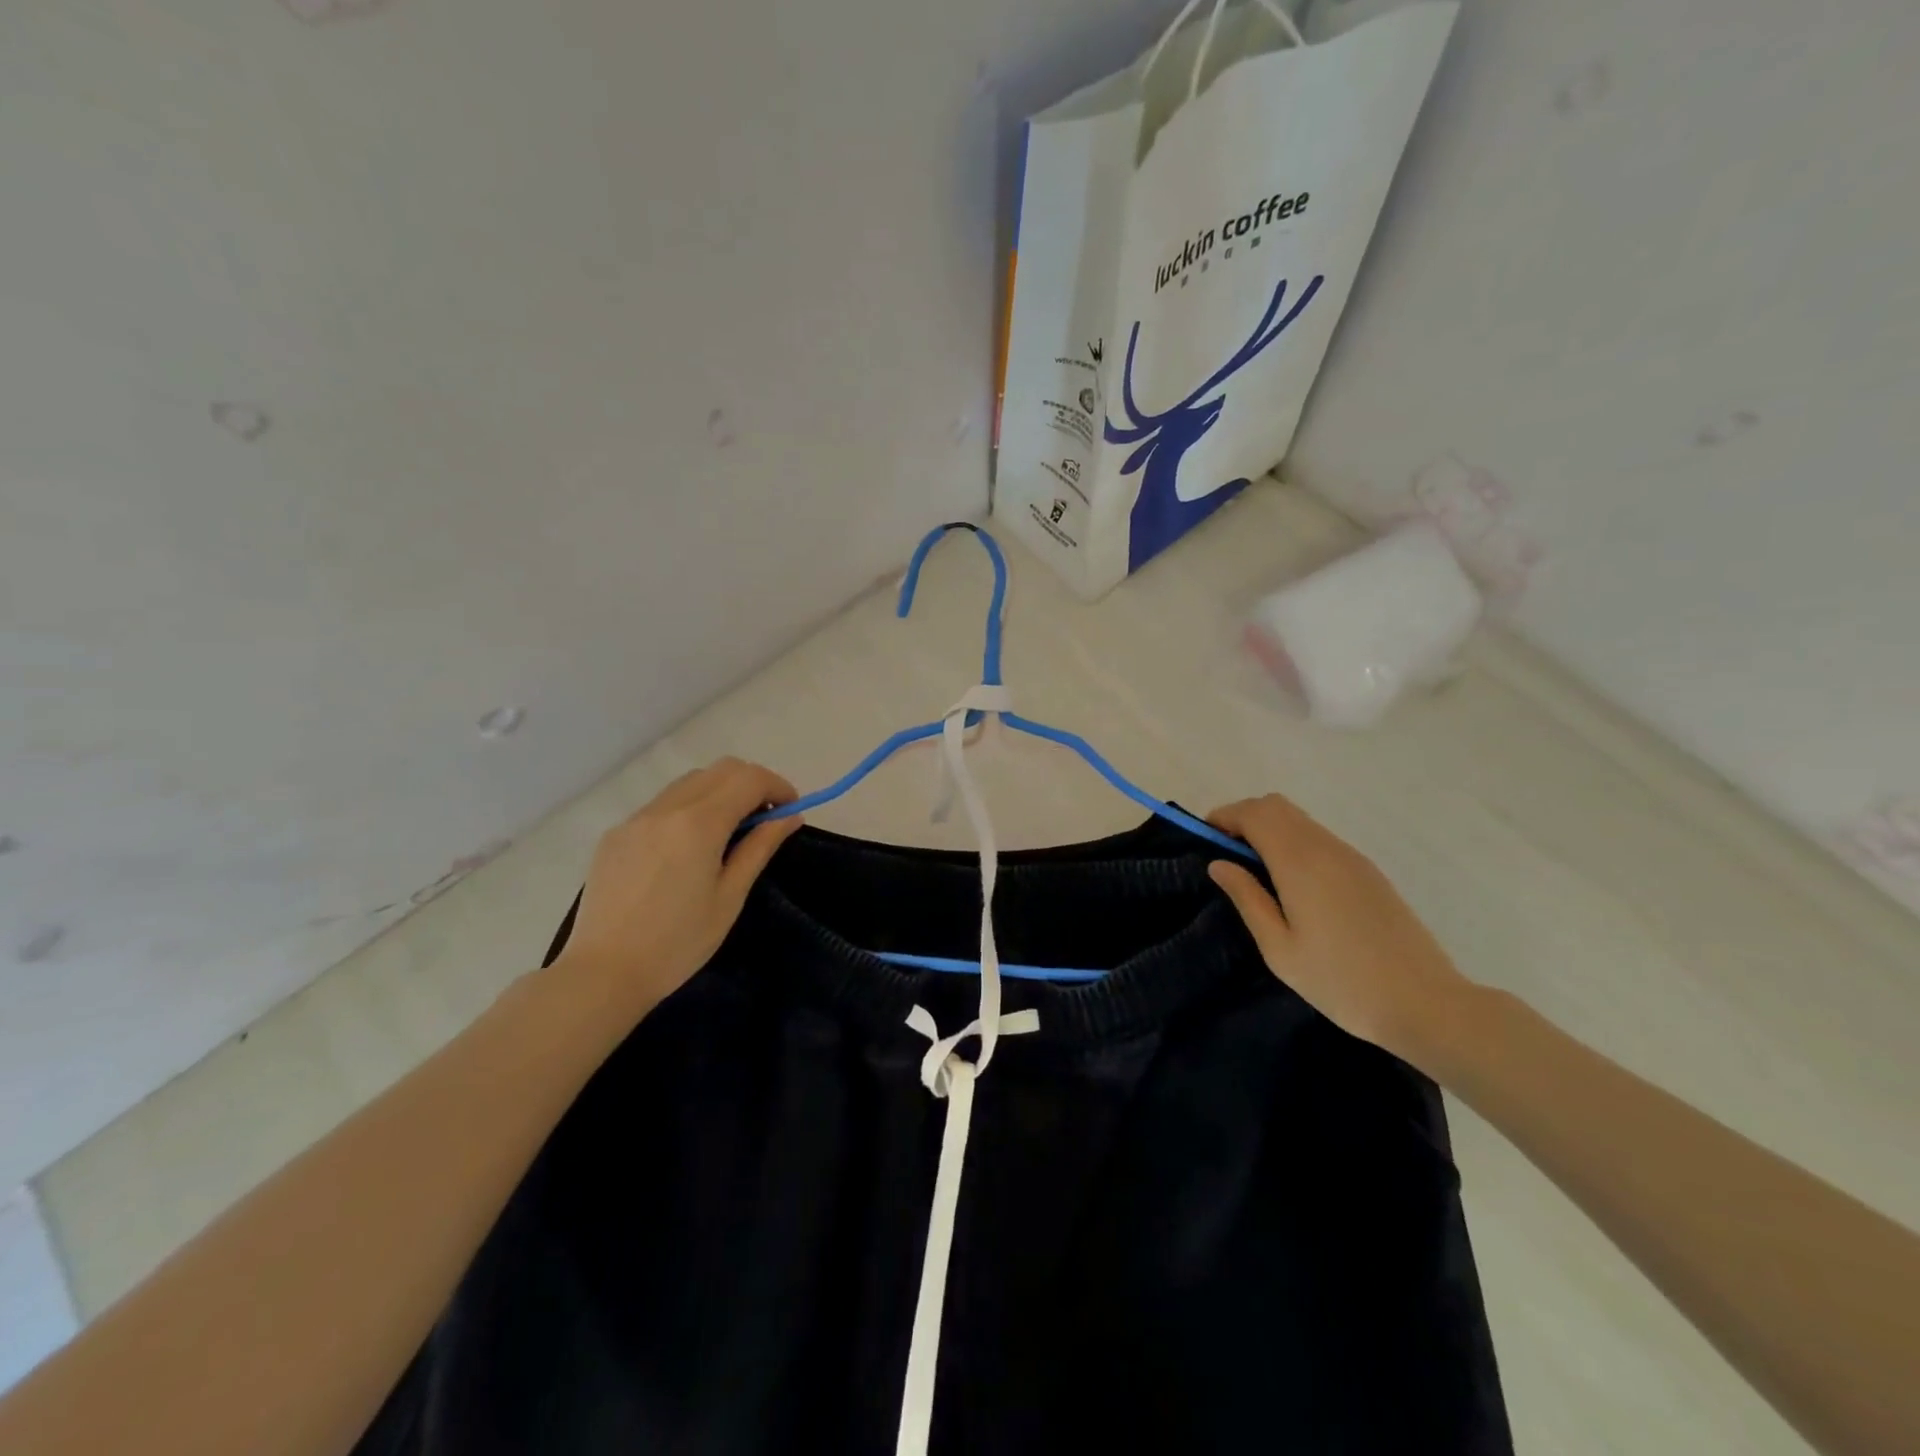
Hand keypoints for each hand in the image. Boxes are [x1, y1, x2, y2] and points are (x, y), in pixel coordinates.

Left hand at [552, 758, 802, 1020]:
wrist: (603, 973)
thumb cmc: (678, 943)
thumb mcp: (730, 897)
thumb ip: (760, 848)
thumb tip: (789, 817)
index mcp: (699, 824)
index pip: (749, 779)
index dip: (778, 786)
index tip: (791, 809)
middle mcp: (666, 808)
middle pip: (721, 769)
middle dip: (751, 783)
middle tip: (765, 818)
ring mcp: (636, 818)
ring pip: (690, 782)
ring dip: (720, 792)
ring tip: (729, 832)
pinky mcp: (616, 834)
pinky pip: (662, 804)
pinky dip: (689, 809)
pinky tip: (688, 848)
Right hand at [1207, 793, 1477, 1067]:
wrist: (1426, 1004)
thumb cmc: (1341, 982)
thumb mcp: (1279, 949)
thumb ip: (1247, 898)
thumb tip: (1219, 863)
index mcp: (1300, 863)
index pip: (1254, 813)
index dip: (1224, 817)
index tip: (1204, 841)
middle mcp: (1326, 848)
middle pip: (1277, 806)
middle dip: (1244, 818)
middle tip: (1226, 855)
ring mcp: (1351, 857)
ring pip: (1300, 820)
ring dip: (1269, 830)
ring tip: (1254, 872)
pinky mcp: (1368, 872)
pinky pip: (1319, 838)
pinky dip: (1293, 843)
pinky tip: (1291, 885)